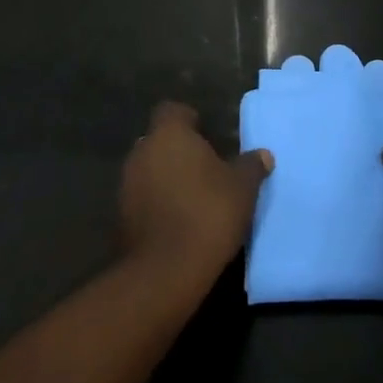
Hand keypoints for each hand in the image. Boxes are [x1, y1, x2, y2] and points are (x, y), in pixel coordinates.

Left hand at [120, 102, 271, 288]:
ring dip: (166, 179)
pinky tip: (178, 223)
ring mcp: (126, 185)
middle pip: (160, 141)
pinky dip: (157, 205)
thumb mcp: (243, 187)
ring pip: (149, 171)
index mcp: (169, 134)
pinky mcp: (120, 218)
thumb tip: (263, 155)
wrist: (165, 271)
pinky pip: (142, 200)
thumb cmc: (208, 213)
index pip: (173, 111)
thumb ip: (251, 165)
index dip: (189, 120)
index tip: (207, 136)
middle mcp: (141, 152)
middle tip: (206, 169)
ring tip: (194, 198)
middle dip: (179, 151)